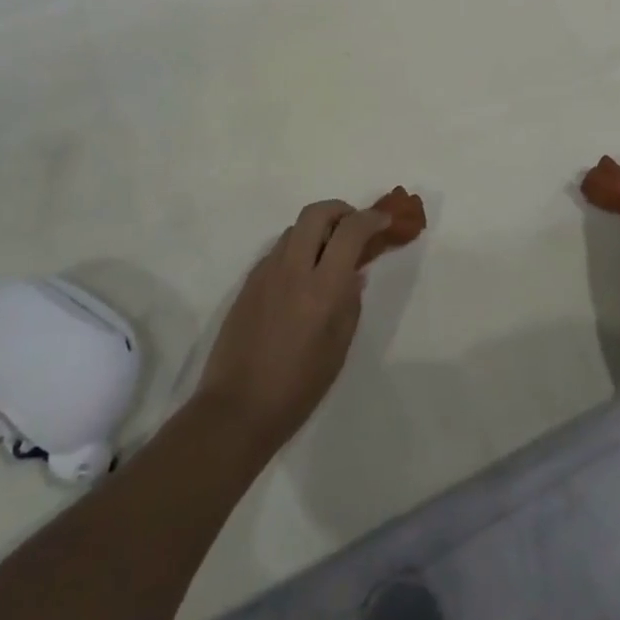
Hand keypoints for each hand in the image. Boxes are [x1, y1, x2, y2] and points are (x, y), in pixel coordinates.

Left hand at [195, 200, 387, 453]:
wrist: (236, 409)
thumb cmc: (297, 387)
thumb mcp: (338, 348)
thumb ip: (350, 304)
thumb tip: (354, 274)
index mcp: (322, 289)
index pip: (350, 232)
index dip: (371, 218)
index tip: (384, 221)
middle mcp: (292, 270)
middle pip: (316, 213)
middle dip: (340, 210)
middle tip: (354, 225)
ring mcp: (266, 273)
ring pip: (294, 229)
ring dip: (317, 229)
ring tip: (329, 253)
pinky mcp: (248, 283)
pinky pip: (278, 250)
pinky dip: (296, 249)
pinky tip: (302, 276)